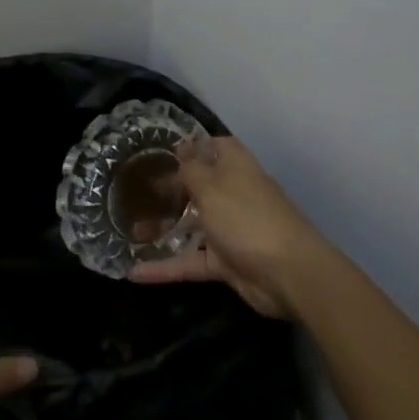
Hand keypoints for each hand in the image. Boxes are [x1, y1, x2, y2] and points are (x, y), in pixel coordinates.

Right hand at [128, 136, 339, 318]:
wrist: (289, 275)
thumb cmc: (247, 218)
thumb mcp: (212, 187)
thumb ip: (191, 169)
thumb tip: (182, 145)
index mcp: (236, 169)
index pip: (216, 147)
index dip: (193, 146)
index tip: (162, 150)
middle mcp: (234, 195)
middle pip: (199, 187)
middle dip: (170, 190)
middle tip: (134, 193)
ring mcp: (231, 230)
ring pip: (193, 226)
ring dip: (163, 229)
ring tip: (129, 232)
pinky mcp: (227, 262)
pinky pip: (191, 261)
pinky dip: (166, 267)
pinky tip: (135, 272)